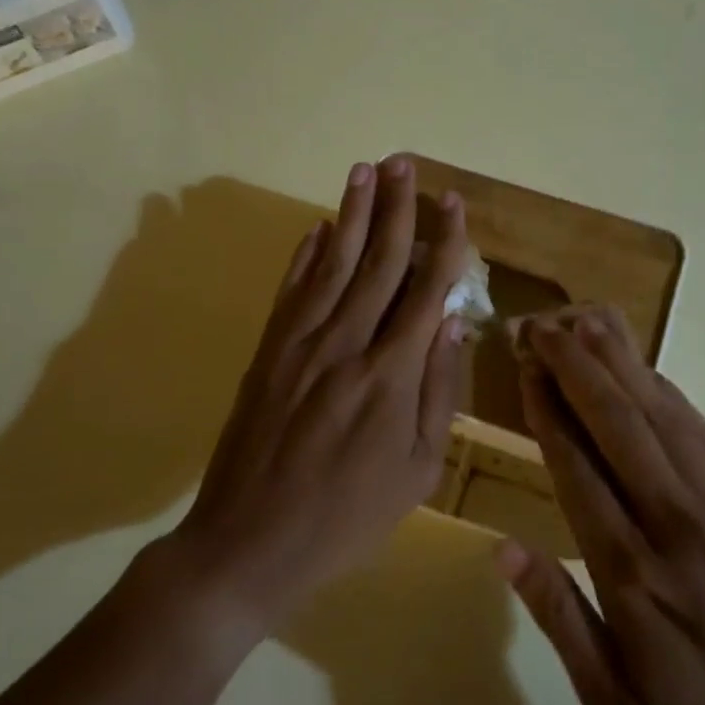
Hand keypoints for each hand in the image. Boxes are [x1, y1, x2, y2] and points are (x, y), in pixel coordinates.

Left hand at [171, 157, 470, 632]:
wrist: (250, 542)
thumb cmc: (348, 516)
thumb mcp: (417, 470)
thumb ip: (438, 391)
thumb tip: (450, 321)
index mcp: (390, 375)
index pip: (424, 290)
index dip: (443, 243)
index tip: (454, 203)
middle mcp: (345, 343)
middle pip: (376, 261)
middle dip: (395, 208)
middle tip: (404, 162)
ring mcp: (299, 344)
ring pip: (331, 263)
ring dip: (349, 214)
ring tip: (364, 170)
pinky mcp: (266, 352)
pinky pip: (291, 290)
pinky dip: (305, 254)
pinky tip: (317, 227)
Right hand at [497, 306, 704, 704]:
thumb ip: (560, 622)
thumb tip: (504, 550)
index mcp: (631, 572)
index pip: (576, 466)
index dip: (547, 408)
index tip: (524, 365)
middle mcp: (673, 520)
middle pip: (616, 421)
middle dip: (575, 365)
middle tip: (542, 323)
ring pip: (660, 413)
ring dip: (620, 363)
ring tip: (586, 321)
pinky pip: (702, 432)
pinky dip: (668, 393)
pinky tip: (648, 370)